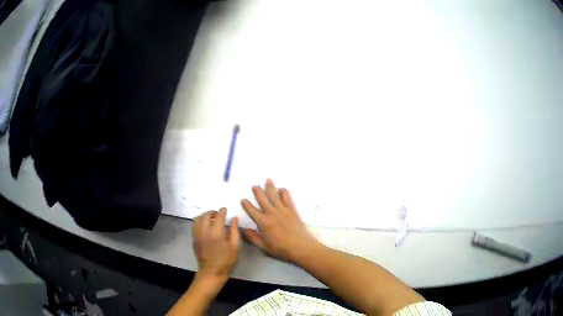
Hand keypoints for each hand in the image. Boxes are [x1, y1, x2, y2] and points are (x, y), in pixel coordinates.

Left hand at [192, 208, 239, 280]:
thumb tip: (234, 218)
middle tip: (218, 213)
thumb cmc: (226, 260)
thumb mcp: (235, 246)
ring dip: (204, 215)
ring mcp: (197, 234)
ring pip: (198, 219)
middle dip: (213, 212)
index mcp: (216, 232)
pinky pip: (194, 225)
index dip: (222, 211)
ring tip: (210, 218)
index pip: (218, 216)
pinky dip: (199, 221)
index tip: (225, 210)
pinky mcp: (194, 239)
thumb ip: (234, 230)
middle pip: (206, 215)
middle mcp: (205, 230)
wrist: (212, 271)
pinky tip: (204, 225)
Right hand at [241, 179, 319, 262]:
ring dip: (270, 187)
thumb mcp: (264, 247)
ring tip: (267, 180)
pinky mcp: (292, 211)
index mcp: (263, 222)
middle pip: (263, 200)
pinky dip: (284, 192)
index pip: (252, 211)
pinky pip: (287, 199)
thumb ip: (253, 237)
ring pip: (274, 196)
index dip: (246, 205)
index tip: (243, 199)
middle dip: (258, 192)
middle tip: (254, 185)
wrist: (302, 247)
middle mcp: (272, 213)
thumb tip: (242, 229)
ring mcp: (283, 210)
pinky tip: (282, 189)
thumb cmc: (282, 250)